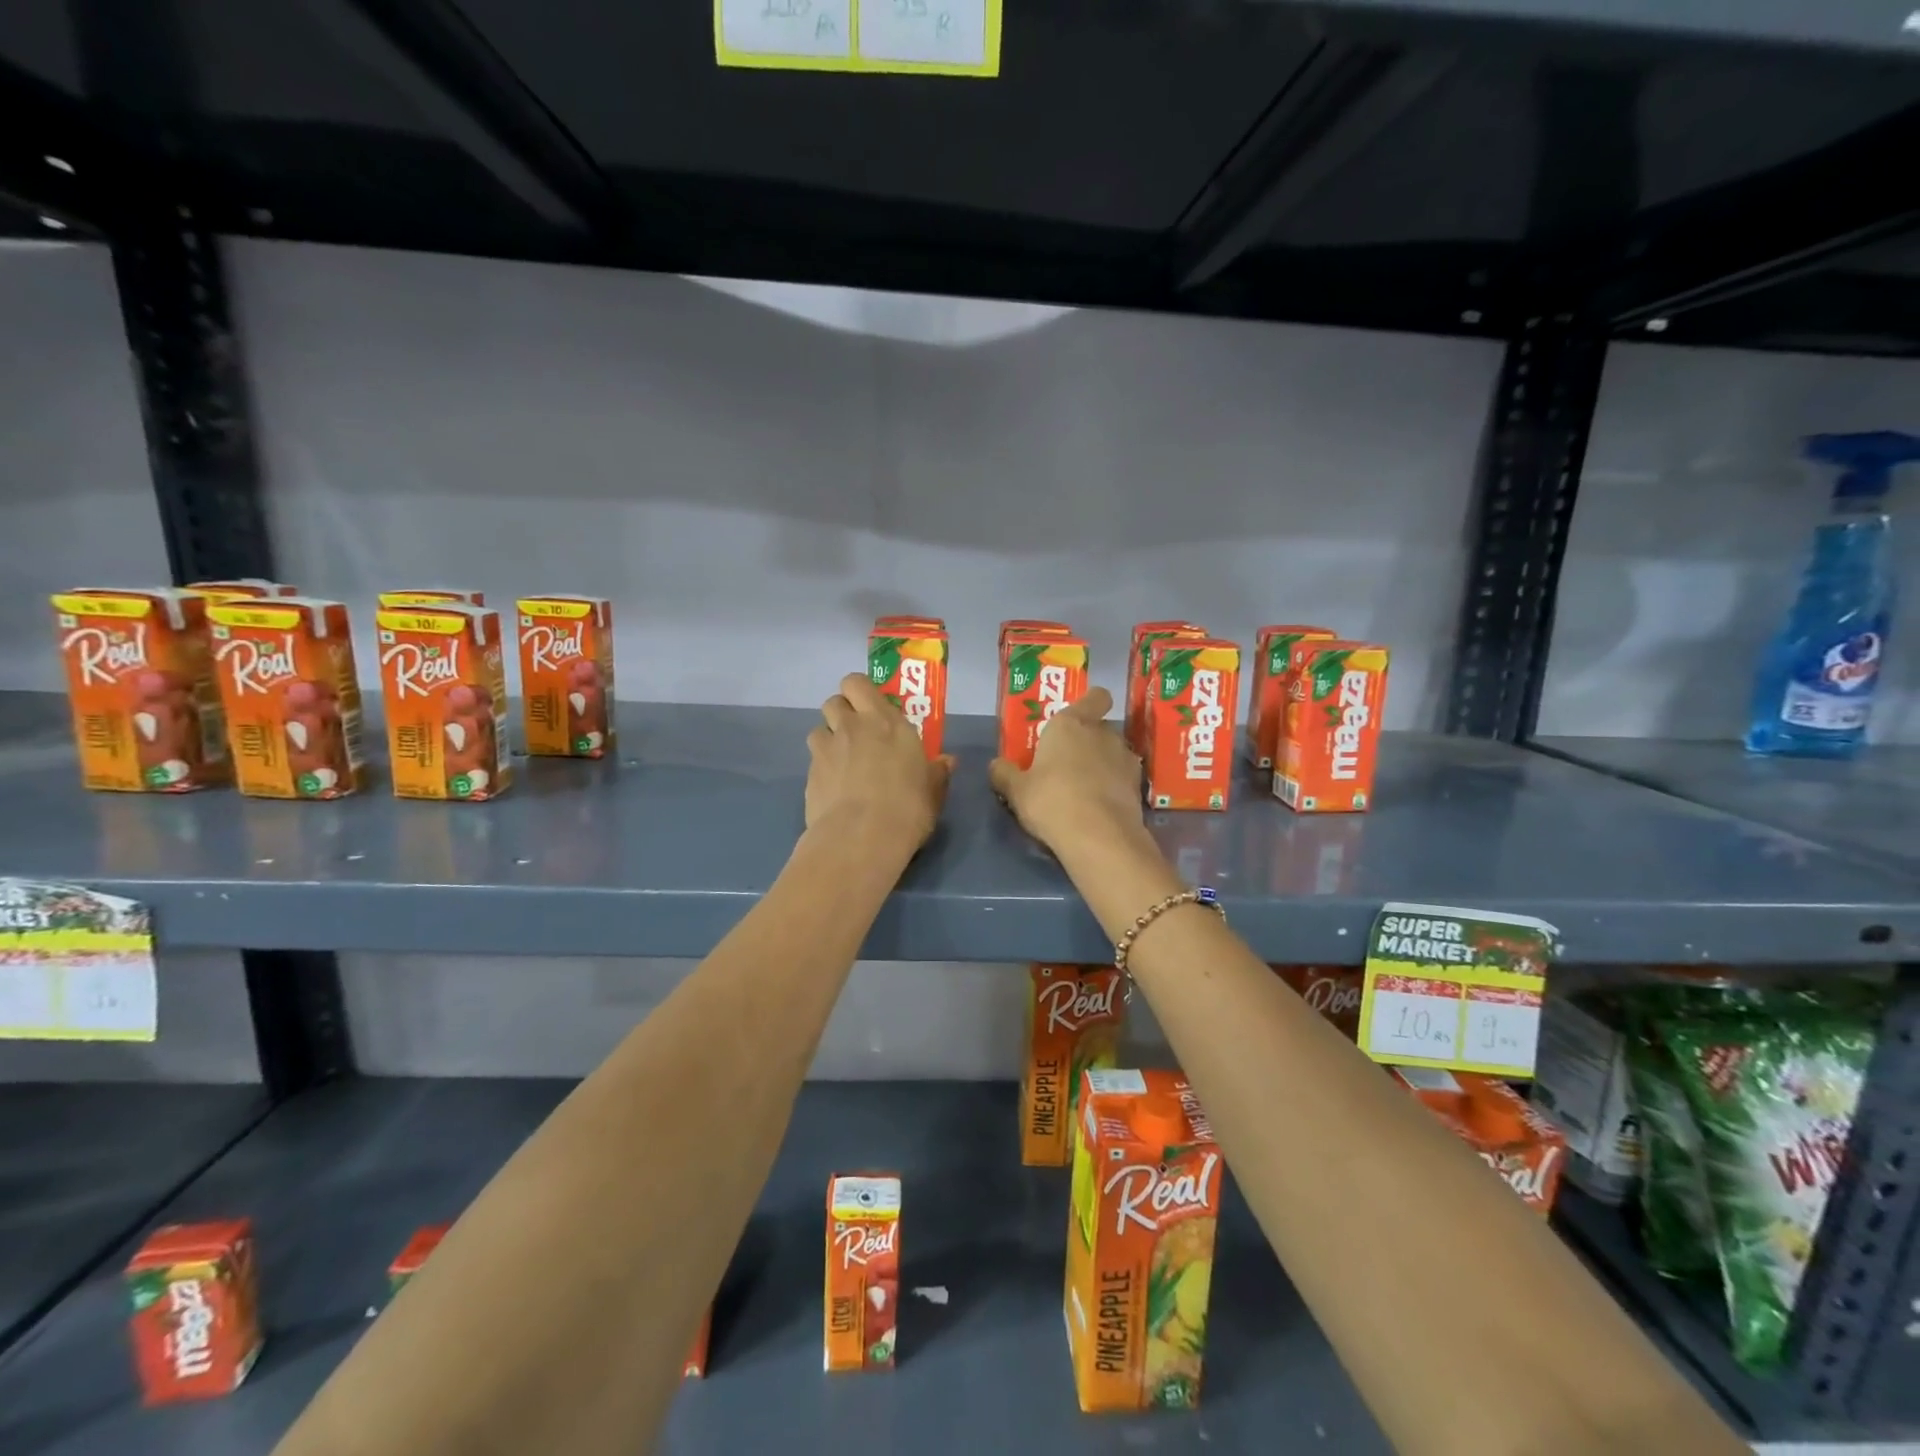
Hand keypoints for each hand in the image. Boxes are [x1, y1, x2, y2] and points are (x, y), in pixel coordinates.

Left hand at [806, 672, 953, 857]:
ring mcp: (827, 749)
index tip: (873, 708)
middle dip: (842, 711)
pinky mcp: (809, 773)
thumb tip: (947, 761)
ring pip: (818, 727)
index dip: (861, 692)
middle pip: (834, 700)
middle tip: (857, 731)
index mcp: (886, 722)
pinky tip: (833, 787)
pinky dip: (821, 766)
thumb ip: (937, 772)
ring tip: (842, 760)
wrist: (861, 838)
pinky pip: (813, 759)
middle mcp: (853, 726)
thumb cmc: (907, 810)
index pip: (859, 683)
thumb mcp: (932, 792)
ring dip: (828, 738)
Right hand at [988, 687, 1144, 859]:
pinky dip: (1114, 787)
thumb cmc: (1051, 801)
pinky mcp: (1138, 786)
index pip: (1095, 697)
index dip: (1089, 704)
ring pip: (1113, 753)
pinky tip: (1099, 807)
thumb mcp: (1016, 791)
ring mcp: (1125, 759)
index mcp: (1071, 723)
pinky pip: (1122, 778)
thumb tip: (997, 765)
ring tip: (1084, 789)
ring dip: (1102, 764)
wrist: (1099, 837)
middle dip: (1086, 741)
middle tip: (1066, 763)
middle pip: (1098, 728)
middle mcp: (1102, 733)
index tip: (1076, 719)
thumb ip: (1004, 774)